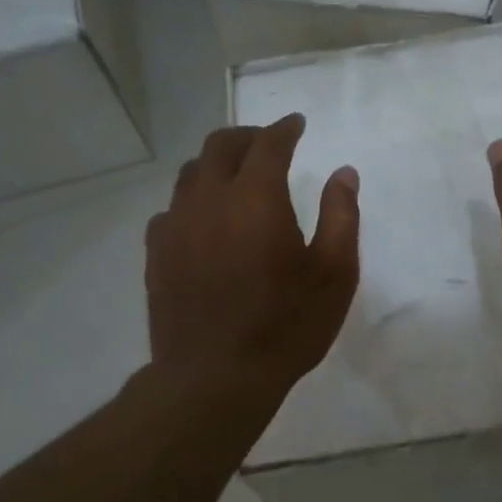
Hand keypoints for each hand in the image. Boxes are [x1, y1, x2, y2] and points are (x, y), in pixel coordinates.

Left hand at [146, 115, 359, 404]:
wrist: (215, 377)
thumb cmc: (286, 326)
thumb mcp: (335, 275)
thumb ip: (341, 216)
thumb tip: (344, 173)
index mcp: (256, 198)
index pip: (269, 144)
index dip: (284, 129)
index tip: (297, 124)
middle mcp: (209, 200)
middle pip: (221, 146)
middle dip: (247, 136)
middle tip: (267, 142)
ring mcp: (176, 226)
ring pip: (191, 173)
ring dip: (216, 163)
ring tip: (235, 175)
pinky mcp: (157, 254)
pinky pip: (172, 209)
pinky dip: (193, 200)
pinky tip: (204, 220)